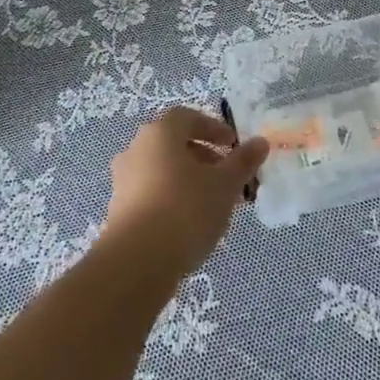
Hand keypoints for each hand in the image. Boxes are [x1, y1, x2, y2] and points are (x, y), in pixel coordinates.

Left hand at [102, 107, 268, 279]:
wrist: (137, 261)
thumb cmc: (186, 209)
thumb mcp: (224, 185)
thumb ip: (243, 161)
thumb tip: (260, 142)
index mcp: (159, 133)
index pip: (187, 117)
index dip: (213, 128)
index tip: (233, 146)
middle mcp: (136, 149)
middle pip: (174, 144)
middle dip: (204, 158)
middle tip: (228, 178)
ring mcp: (123, 180)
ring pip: (163, 171)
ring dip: (189, 181)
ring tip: (214, 205)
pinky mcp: (119, 210)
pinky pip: (151, 194)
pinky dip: (173, 199)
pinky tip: (190, 224)